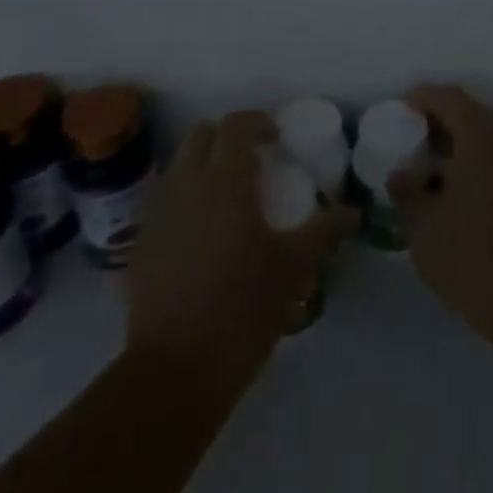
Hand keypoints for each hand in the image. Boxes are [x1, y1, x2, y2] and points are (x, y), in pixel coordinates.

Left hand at [126, 110, 355, 381]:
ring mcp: (157, 213)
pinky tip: (201, 233)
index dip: (257, 122)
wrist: (175, 370)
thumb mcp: (293, 268)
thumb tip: (353, 212)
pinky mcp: (140, 243)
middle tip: (251, 161)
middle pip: (200, 134)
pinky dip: (183, 198)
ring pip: (177, 165)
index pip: (236, 126)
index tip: (276, 139)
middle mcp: (185, 185)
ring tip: (227, 196)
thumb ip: (324, 231)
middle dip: (225, 137)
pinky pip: (162, 201)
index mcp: (224, 182)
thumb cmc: (242, 308)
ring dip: (202, 164)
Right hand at [388, 86, 492, 343]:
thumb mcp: (422, 224)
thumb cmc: (469, 253)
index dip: (426, 97)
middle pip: (474, 116)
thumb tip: (400, 175)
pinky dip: (477, 166)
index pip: (452, 99)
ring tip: (432, 167)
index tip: (405, 105)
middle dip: (443, 120)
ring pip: (489, 142)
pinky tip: (456, 192)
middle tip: (416, 134)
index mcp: (481, 139)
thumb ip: (406, 191)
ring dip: (461, 146)